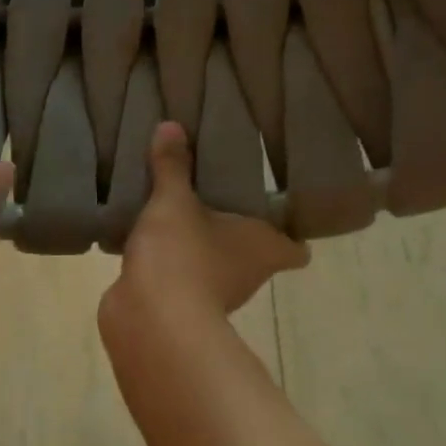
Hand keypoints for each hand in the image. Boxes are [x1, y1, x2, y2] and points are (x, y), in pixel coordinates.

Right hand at [104, 122, 307, 332]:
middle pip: (255, 254)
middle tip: (221, 199)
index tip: (277, 212)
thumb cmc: (181, 254)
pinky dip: (172, 266)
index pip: (297, 249)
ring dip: (203, 249)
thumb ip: (173, 167)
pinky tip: (152, 244)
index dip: (292, 234)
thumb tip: (171, 126)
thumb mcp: (174, 200)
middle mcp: (249, 275)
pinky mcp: (181, 309)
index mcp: (264, 248)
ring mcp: (215, 296)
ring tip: (181, 216)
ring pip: (217, 267)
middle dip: (239, 233)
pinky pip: (182, 279)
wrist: (148, 320)